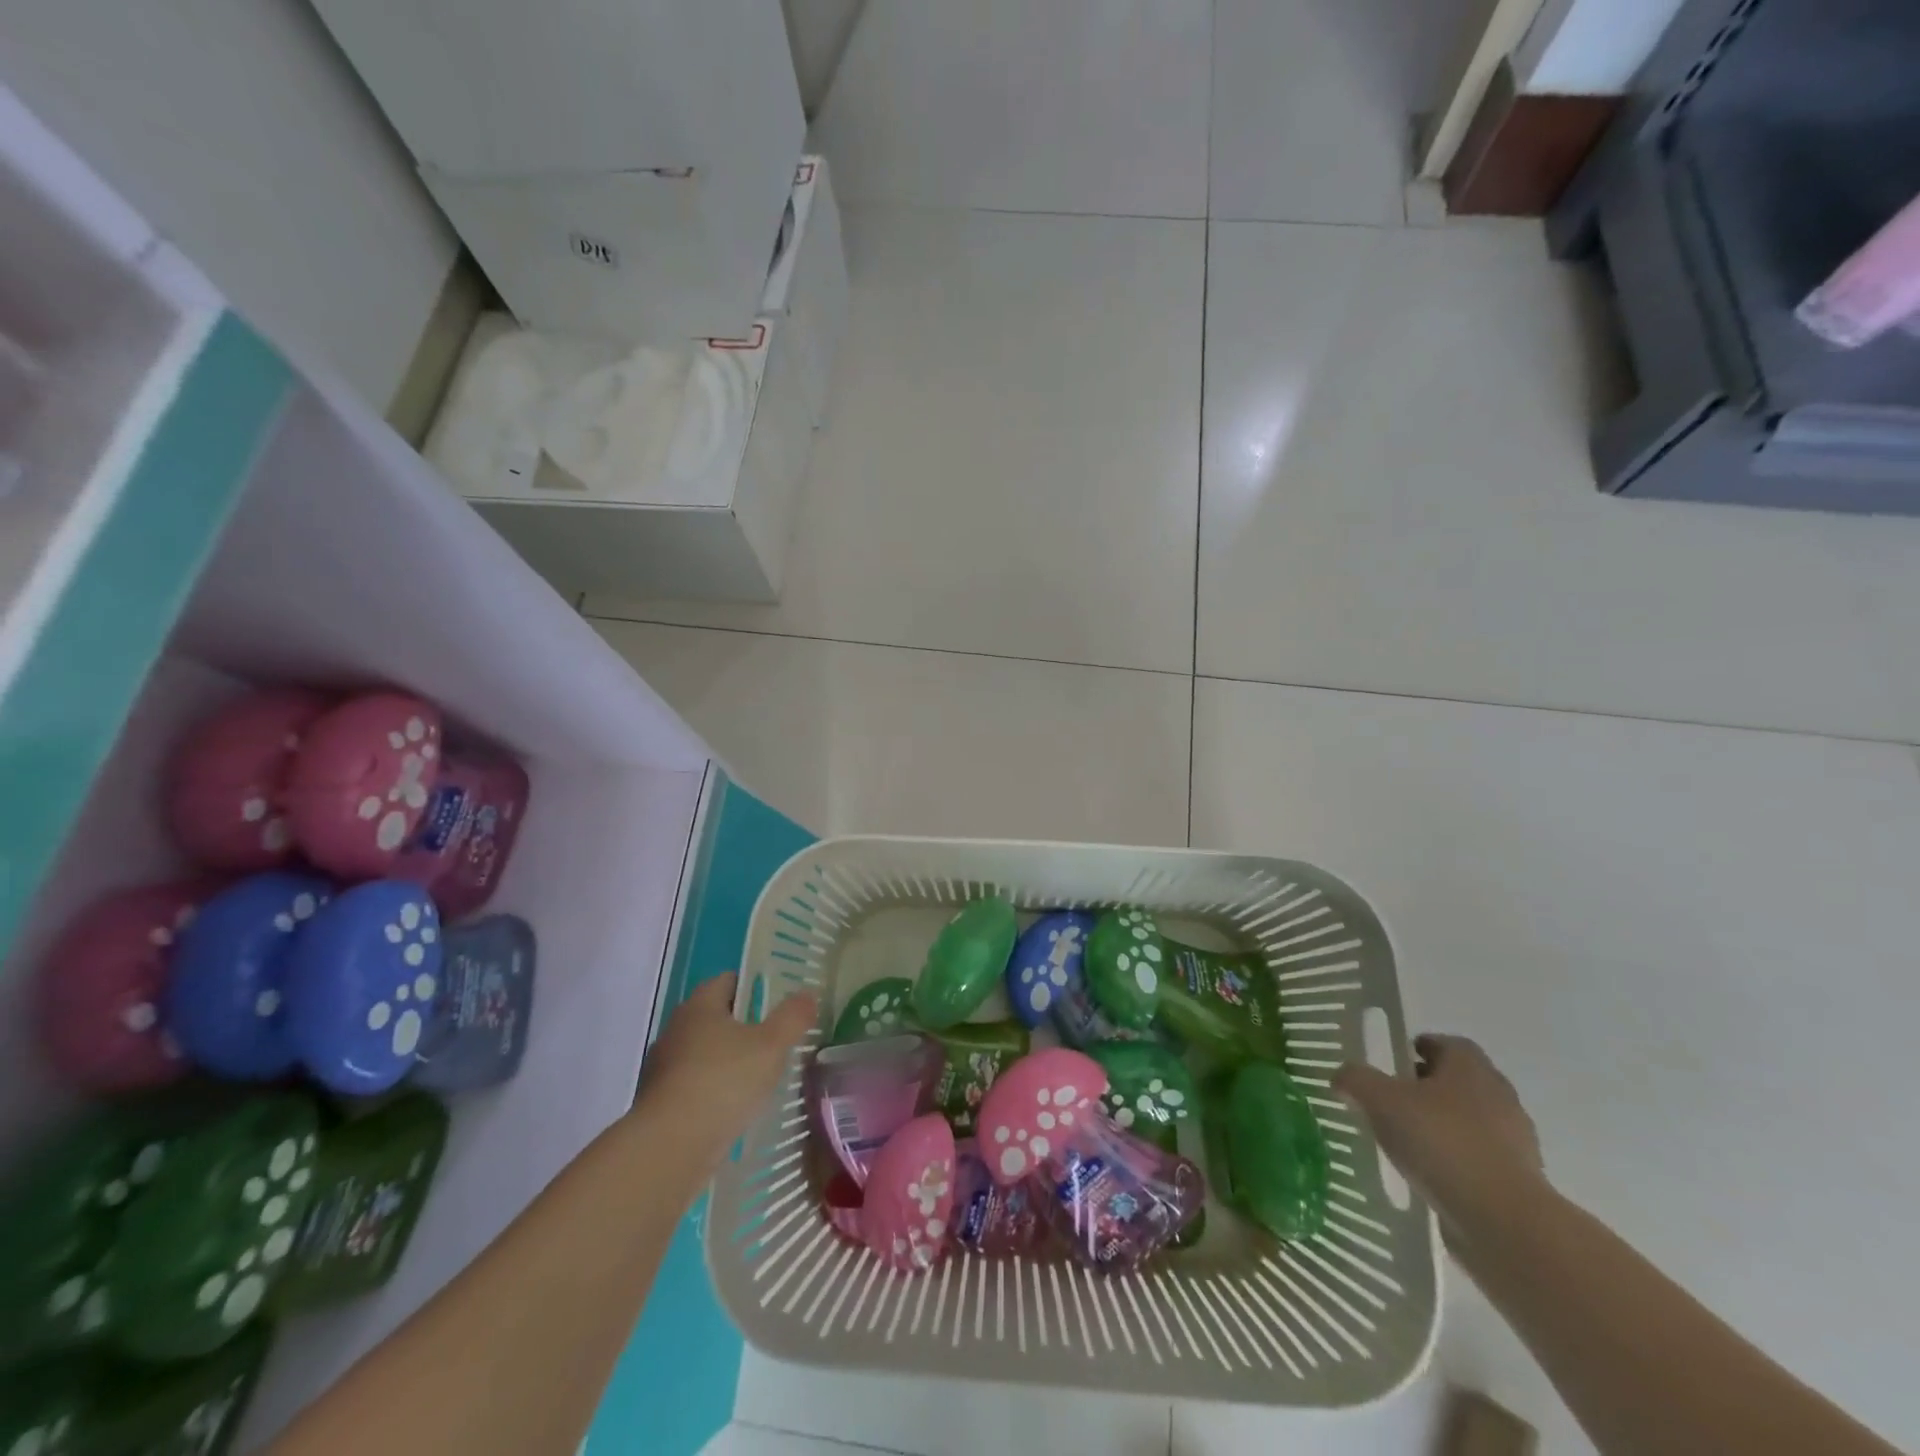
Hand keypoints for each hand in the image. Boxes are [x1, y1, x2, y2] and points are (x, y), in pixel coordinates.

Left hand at [636, 973, 817, 1172]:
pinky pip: (694, 1087)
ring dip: (728, 1062)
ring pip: (703, 1054)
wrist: (670, 1148)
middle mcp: (676, 1030)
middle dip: (744, 1027)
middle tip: (776, 1040)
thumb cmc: (723, 1081)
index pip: (728, 981)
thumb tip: (807, 994)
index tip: (778, 1003)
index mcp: (699, 1006)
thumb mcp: (771, 1045)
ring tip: (760, 1078)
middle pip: (715, 1018)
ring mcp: (663, 1069)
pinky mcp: (659, 1104)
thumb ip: (792, 1017)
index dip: (754, 986)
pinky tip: (735, 1109)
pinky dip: (713, 1092)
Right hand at [1333, 1034, 1547, 1243]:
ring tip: (1409, 1141)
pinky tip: (1431, 1174)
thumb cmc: (1441, 1141)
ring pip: (1472, 1120)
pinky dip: (1458, 1160)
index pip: (1448, 1044)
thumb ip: (1356, 1080)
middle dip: (1429, 1087)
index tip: (1396, 1062)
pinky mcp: (1520, 1181)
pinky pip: (1481, 1158)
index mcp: (1470, 1067)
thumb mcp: (1380, 1101)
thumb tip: (1342, 1077)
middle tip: (1395, 1099)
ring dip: (1444, 1125)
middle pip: (1460, 1081)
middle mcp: (1499, 1095)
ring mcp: (1516, 1140)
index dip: (1421, 1047)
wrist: (1503, 1219)